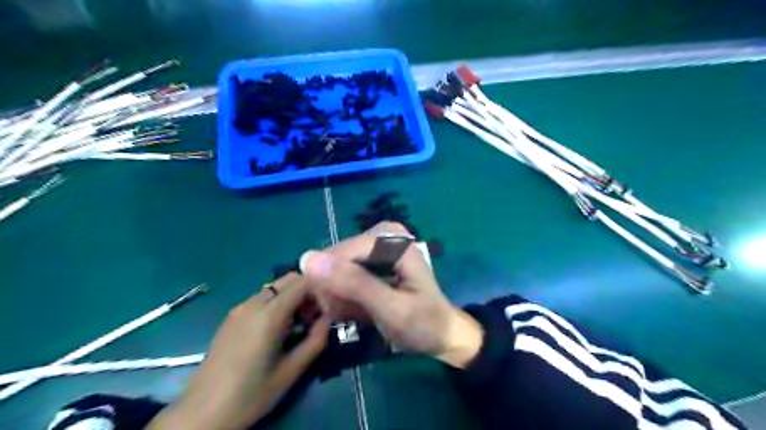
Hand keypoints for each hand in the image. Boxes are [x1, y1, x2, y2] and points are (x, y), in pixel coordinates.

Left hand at [147, 274, 331, 428]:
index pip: (303, 282)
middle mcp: (253, 303)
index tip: (325, 312)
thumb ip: (316, 340)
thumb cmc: (251, 393)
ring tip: (297, 326)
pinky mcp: (231, 317)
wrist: (202, 413)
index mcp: (269, 314)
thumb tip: (329, 317)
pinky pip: (261, 298)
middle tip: (313, 318)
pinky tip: (276, 330)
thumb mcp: (292, 370)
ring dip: (291, 298)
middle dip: (306, 292)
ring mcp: (240, 308)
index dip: (319, 291)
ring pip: (275, 287)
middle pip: (288, 279)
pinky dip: (277, 303)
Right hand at [302, 223, 480, 367]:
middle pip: (336, 259)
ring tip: (357, 315)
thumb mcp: (391, 309)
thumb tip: (307, 259)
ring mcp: (375, 246)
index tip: (336, 312)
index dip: (332, 285)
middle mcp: (381, 234)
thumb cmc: (424, 324)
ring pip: (335, 268)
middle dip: (337, 292)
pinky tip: (357, 310)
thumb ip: (354, 284)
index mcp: (391, 238)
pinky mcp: (371, 258)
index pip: (341, 253)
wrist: (442, 334)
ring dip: (339, 296)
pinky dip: (345, 296)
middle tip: (350, 316)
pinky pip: (342, 274)